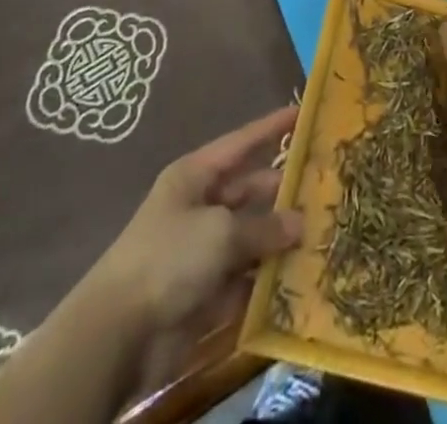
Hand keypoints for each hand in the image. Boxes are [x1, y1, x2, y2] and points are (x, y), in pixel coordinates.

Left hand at [93, 106, 300, 390]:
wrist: (118, 334)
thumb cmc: (169, 258)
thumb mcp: (221, 232)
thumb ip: (264, 227)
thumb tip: (300, 224)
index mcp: (196, 176)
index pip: (242, 143)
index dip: (272, 127)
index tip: (303, 112)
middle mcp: (200, 206)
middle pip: (250, 191)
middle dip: (285, 191)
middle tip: (328, 187)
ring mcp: (202, 251)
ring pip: (251, 236)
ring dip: (281, 239)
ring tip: (325, 233)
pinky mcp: (205, 292)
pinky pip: (245, 278)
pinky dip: (268, 280)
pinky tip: (302, 278)